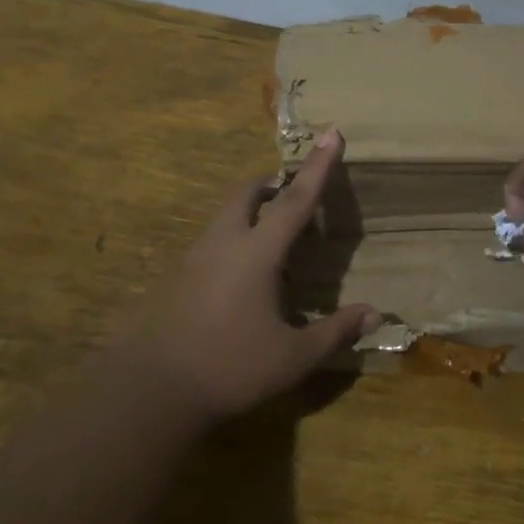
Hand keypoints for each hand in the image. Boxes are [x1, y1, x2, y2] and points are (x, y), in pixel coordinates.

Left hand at [141, 129, 378, 420]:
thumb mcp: (292, 357)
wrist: (149, 391)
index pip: (295, 200)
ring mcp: (193, 258)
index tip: (331, 132)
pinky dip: (230, 240)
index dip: (318, 167)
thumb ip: (334, 332)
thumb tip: (374, 314)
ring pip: (223, 216)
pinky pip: (209, 242)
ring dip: (248, 211)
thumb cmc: (228, 367)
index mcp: (256, 252)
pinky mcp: (174, 278)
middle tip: (289, 192)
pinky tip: (238, 277)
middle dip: (270, 184)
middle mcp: (223, 243)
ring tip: (269, 237)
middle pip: (247, 194)